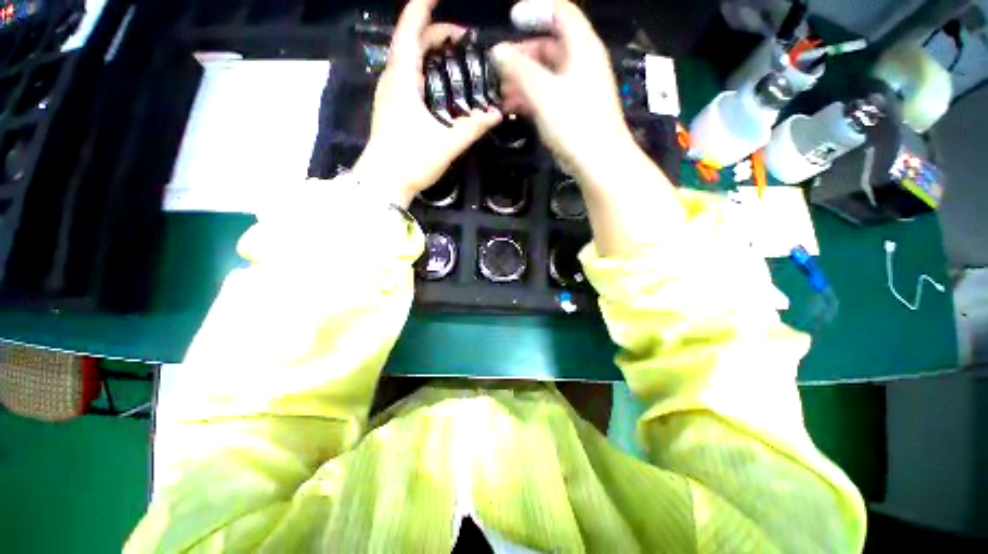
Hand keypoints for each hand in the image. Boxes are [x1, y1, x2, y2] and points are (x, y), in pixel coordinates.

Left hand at [352, 0, 501, 206]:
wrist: (383, 182)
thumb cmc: (411, 159)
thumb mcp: (447, 143)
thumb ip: (473, 126)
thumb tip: (498, 113)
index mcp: (402, 78)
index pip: (410, 29)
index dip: (423, 6)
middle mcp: (393, 79)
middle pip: (412, 42)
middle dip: (437, 34)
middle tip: (466, 42)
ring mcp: (390, 94)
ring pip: (410, 60)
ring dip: (432, 53)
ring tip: (457, 60)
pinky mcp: (392, 108)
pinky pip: (409, 77)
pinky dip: (427, 71)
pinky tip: (443, 85)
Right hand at [491, 0, 634, 185]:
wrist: (597, 160)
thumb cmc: (575, 122)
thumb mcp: (543, 92)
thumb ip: (518, 69)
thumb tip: (498, 52)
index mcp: (582, 47)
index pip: (560, 12)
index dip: (535, 10)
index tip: (512, 20)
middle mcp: (581, 63)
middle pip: (549, 45)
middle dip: (522, 54)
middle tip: (500, 67)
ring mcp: (577, 89)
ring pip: (546, 74)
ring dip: (523, 79)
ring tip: (502, 91)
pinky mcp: (572, 110)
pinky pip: (549, 95)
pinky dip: (531, 97)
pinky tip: (515, 107)